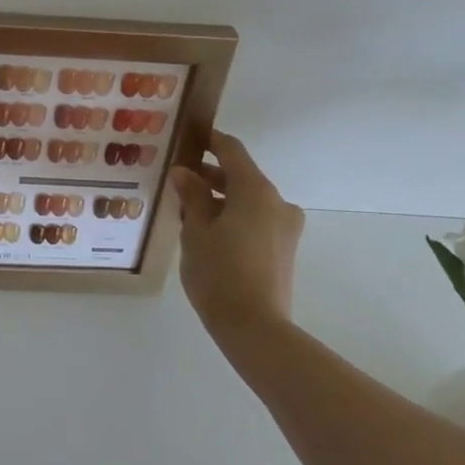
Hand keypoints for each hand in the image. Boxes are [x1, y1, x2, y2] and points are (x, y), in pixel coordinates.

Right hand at [169, 131, 305, 360]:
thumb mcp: (196, 231)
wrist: (255, 327)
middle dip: (210, 175)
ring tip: (188, 211)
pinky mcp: (284, 249)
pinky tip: (208, 232)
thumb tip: (184, 172)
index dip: (210, 140)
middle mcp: (277, 202)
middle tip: (178, 180)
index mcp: (256, 190)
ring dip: (221, 198)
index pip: (232, 150)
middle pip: (241, 176)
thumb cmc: (218, 272)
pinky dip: (234, 216)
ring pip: (249, 200)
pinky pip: (257, 220)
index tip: (188, 137)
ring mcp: (285, 227)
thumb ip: (192, 196)